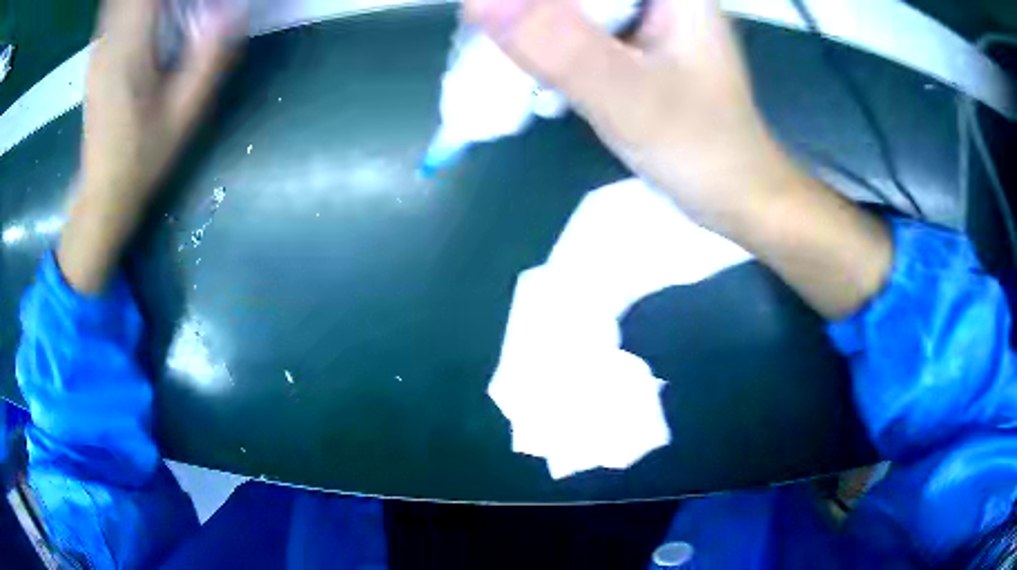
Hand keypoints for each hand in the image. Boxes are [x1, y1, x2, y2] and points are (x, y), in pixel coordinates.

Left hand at [82, 0, 244, 199]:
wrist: (103, 192)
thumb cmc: (143, 157)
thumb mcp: (184, 114)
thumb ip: (208, 59)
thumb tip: (233, 9)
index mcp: (130, 50)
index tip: (197, 2)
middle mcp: (109, 42)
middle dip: (161, 0)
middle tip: (185, 7)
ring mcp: (100, 49)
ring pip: (122, 1)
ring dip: (141, 2)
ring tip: (172, 12)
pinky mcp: (98, 56)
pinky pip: (116, 10)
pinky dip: (133, 6)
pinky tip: (152, 17)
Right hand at [466, 0, 776, 215]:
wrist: (738, 195)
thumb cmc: (702, 149)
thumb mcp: (629, 96)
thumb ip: (558, 45)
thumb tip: (475, 1)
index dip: (538, 1)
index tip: (491, 13)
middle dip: (531, 10)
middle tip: (490, 29)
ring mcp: (649, 17)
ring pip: (574, 5)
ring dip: (535, 21)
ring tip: (503, 50)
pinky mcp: (638, 44)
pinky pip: (581, 25)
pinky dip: (551, 40)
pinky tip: (532, 63)